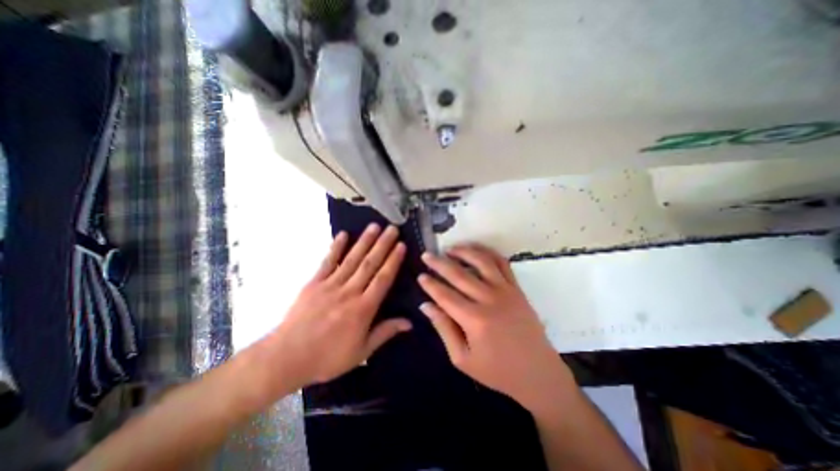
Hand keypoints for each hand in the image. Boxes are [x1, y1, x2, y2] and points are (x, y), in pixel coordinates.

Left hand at [267, 223, 411, 392]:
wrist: (286, 358)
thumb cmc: (328, 357)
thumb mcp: (361, 352)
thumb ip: (385, 333)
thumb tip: (409, 322)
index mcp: (363, 308)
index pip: (382, 279)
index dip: (393, 261)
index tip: (401, 245)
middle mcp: (349, 292)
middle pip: (369, 264)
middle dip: (383, 244)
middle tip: (392, 228)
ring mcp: (330, 285)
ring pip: (352, 259)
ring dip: (364, 241)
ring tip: (374, 226)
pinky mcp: (314, 283)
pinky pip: (328, 262)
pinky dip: (336, 247)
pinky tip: (343, 234)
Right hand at [417, 245, 574, 412]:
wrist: (538, 372)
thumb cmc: (497, 371)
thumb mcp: (462, 359)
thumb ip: (443, 329)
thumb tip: (426, 306)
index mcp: (474, 320)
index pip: (445, 295)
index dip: (430, 284)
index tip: (420, 275)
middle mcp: (489, 300)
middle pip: (459, 274)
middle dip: (439, 263)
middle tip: (427, 255)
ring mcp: (506, 291)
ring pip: (482, 261)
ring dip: (464, 251)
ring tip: (450, 248)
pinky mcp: (517, 288)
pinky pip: (502, 263)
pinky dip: (488, 252)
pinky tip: (476, 250)